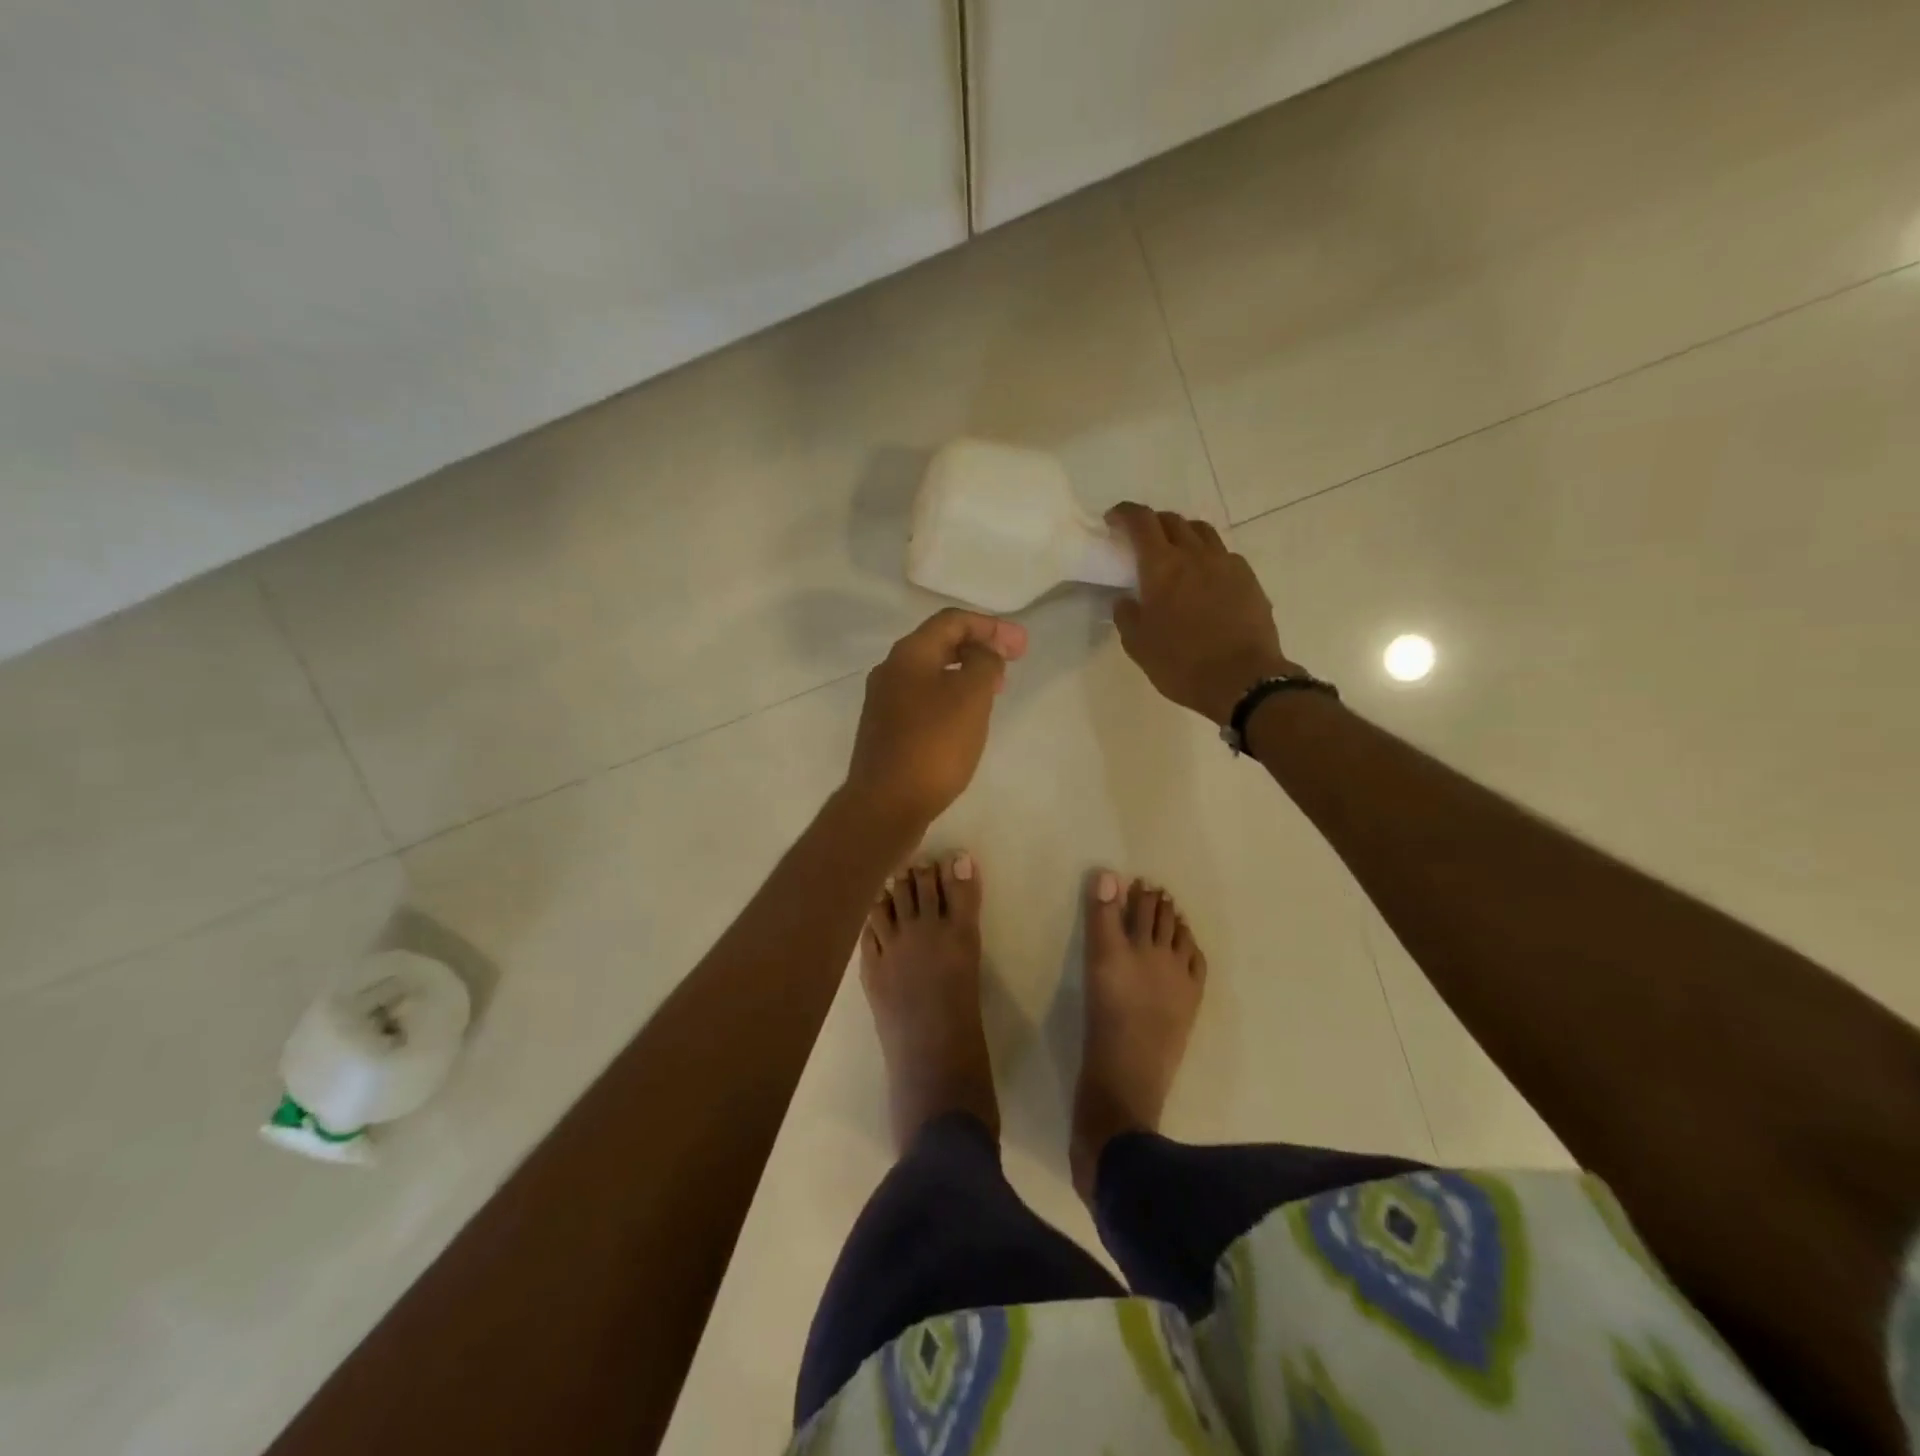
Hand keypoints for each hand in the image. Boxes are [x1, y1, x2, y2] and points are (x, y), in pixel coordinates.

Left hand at [844, 608, 1028, 829]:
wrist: (886, 804)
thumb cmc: (934, 745)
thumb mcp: (971, 696)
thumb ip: (984, 663)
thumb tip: (984, 652)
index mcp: (909, 654)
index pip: (952, 620)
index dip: (991, 626)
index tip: (1022, 646)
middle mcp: (891, 670)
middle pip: (940, 643)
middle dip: (979, 647)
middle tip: (1012, 664)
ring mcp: (884, 702)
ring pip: (932, 673)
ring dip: (966, 673)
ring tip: (994, 690)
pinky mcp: (886, 730)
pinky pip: (924, 699)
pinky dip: (950, 696)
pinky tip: (966, 718)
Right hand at [1106, 503, 1297, 723]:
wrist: (1243, 680)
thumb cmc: (1182, 664)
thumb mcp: (1139, 646)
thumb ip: (1127, 616)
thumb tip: (1125, 600)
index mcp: (1162, 567)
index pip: (1141, 521)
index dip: (1124, 513)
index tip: (1114, 520)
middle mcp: (1195, 555)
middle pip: (1172, 521)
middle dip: (1153, 523)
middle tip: (1142, 541)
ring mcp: (1226, 564)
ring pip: (1201, 532)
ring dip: (1183, 534)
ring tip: (1176, 553)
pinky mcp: (1249, 579)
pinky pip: (1224, 555)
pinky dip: (1208, 557)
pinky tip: (1205, 579)